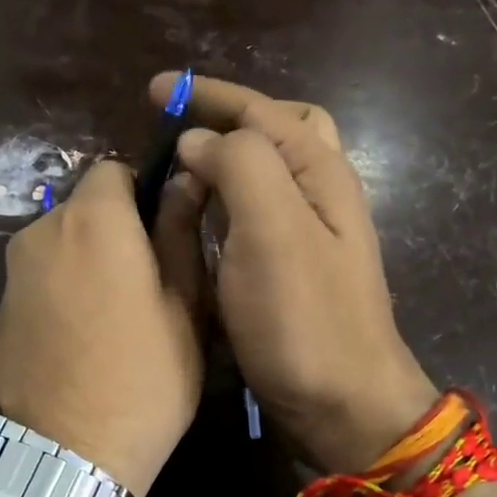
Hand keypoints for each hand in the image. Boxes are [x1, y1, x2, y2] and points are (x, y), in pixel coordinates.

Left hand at [0, 160, 206, 496]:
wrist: (59, 459)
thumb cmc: (141, 381)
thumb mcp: (183, 309)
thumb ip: (181, 237)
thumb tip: (185, 182)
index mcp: (93, 220)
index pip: (116, 169)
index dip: (147, 192)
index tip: (170, 232)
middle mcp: (41, 231)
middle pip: (87, 207)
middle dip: (120, 228)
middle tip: (154, 281)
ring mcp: (13, 272)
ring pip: (65, 243)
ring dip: (93, 260)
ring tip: (122, 316)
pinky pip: (44, 276)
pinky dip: (67, 287)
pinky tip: (87, 336)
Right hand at [152, 73, 437, 472]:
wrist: (343, 405)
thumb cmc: (305, 319)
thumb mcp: (273, 231)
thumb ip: (240, 167)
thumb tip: (199, 141)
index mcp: (319, 171)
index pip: (260, 110)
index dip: (208, 94)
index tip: (154, 91)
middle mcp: (318, 193)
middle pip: (275, 131)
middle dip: (226, 119)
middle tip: (176, 129)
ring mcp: (306, 234)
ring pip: (263, 173)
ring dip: (221, 160)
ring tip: (175, 171)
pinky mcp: (288, 269)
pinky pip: (251, 214)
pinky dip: (221, 203)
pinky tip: (195, 220)